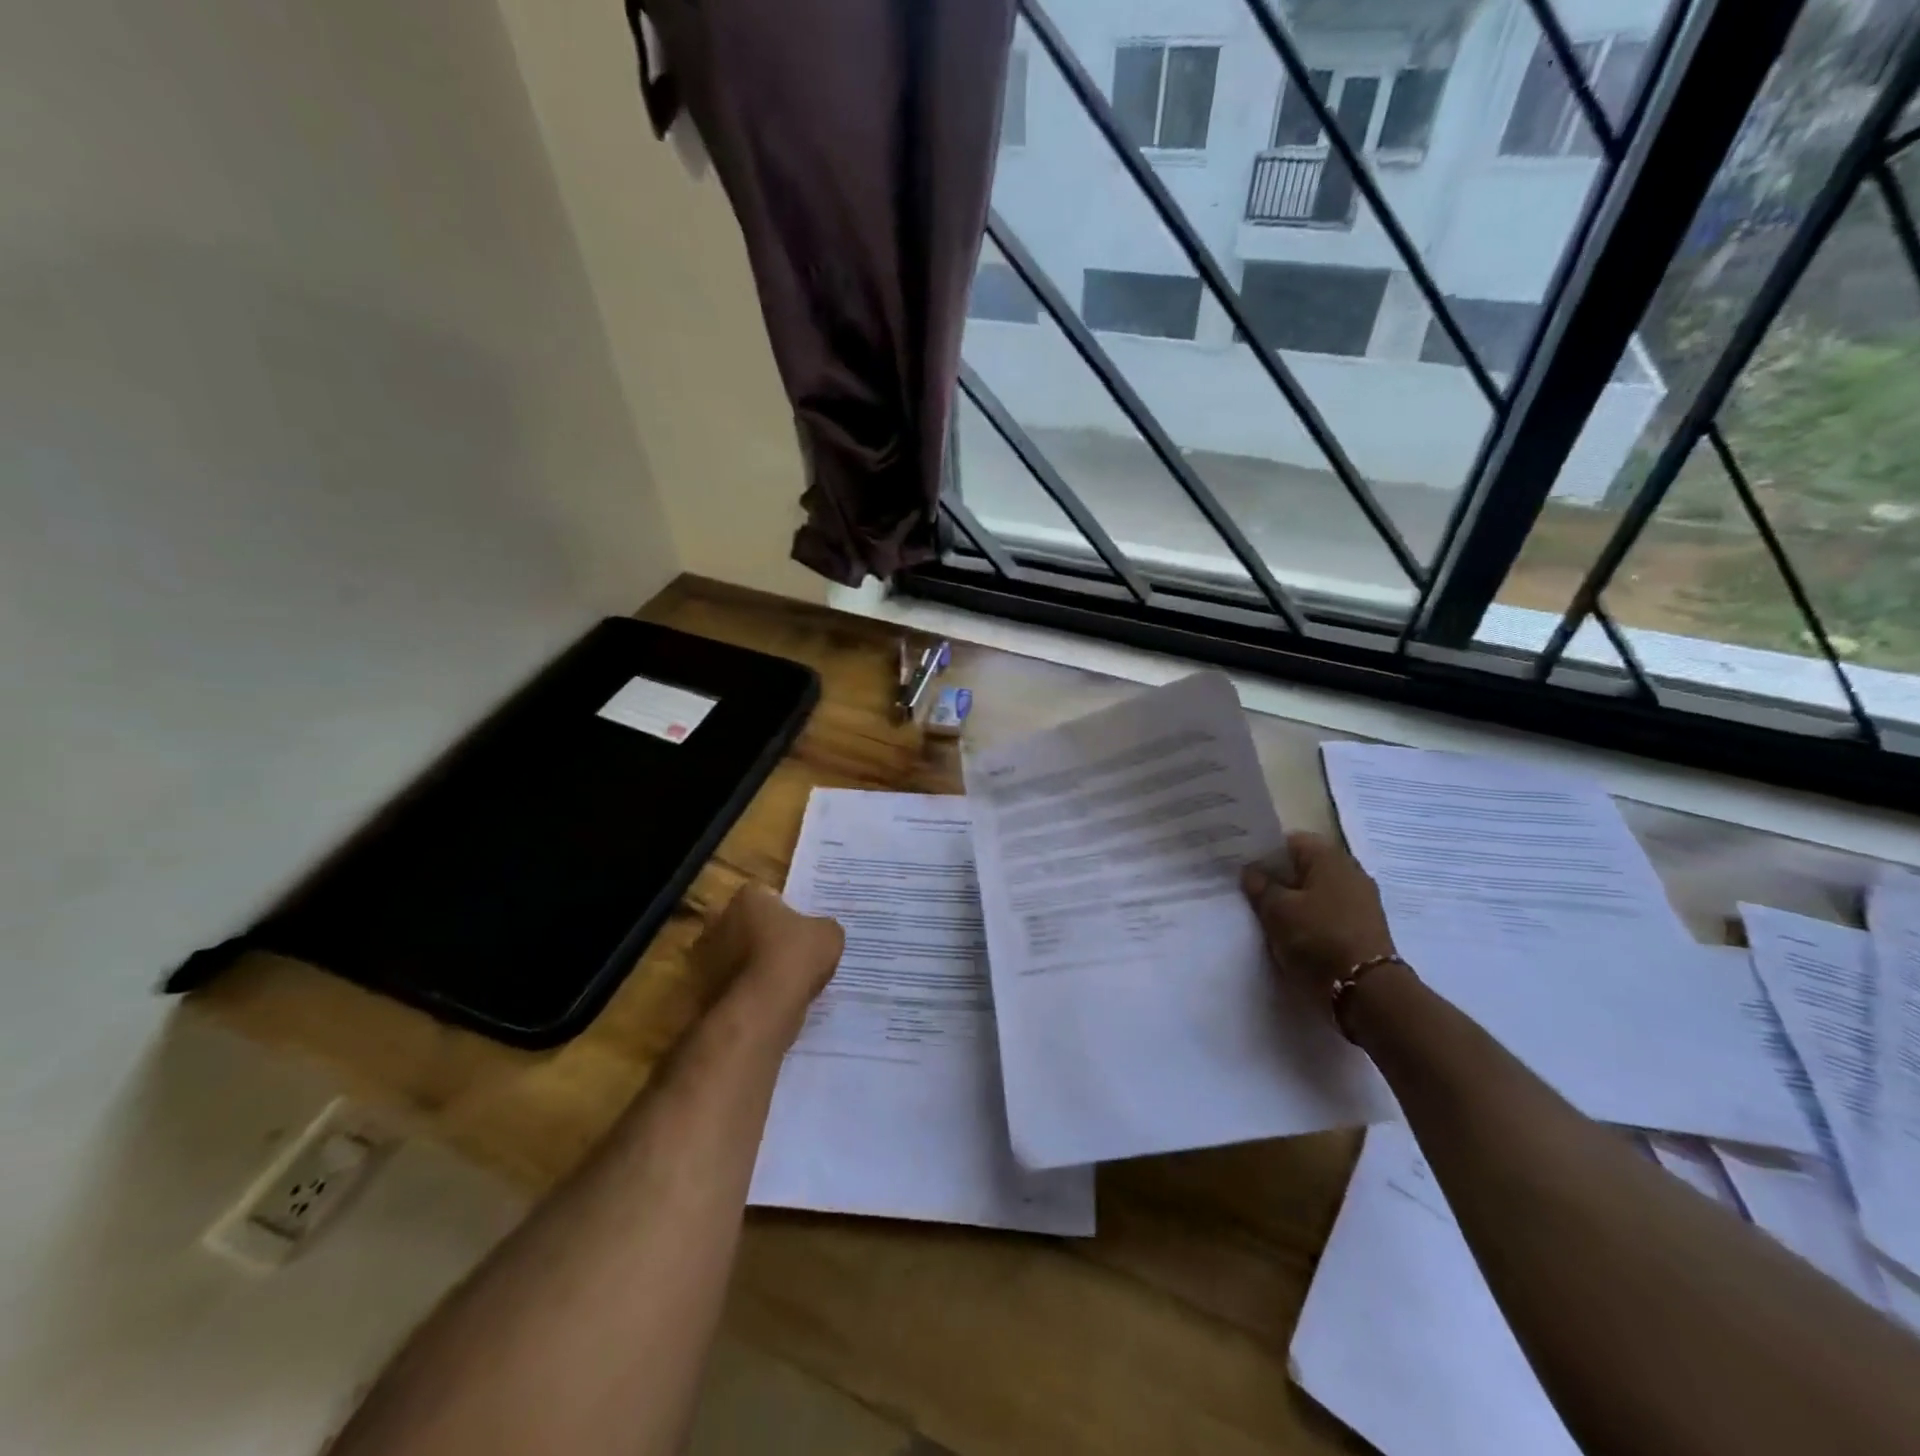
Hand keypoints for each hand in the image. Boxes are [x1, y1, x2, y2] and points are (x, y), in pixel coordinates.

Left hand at [694, 882, 844, 1017]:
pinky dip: (747, 990)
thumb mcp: (829, 934)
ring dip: (753, 964)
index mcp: (748, 897)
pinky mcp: (704, 990)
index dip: (786, 911)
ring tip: (783, 982)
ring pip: (737, 954)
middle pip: (746, 923)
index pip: (767, 895)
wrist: (764, 1008)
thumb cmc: (796, 956)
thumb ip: (822, 927)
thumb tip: (819, 932)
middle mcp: (720, 920)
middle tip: (792, 953)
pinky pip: (733, 983)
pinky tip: (771, 1000)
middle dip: (763, 935)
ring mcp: (707, 957)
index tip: (801, 928)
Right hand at [1241, 831, 1398, 1001]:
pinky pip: (1328, 912)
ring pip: (1316, 891)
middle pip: (1304, 866)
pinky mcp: (1363, 926)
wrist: (1366, 990)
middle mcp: (1350, 871)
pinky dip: (1310, 917)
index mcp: (1329, 856)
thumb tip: (1251, 871)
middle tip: (1250, 892)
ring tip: (1268, 915)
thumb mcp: (1277, 910)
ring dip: (1293, 900)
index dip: (1264, 852)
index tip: (1242, 868)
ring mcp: (1361, 900)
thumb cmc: (1318, 938)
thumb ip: (1260, 886)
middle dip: (1278, 877)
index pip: (1289, 841)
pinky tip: (1292, 932)